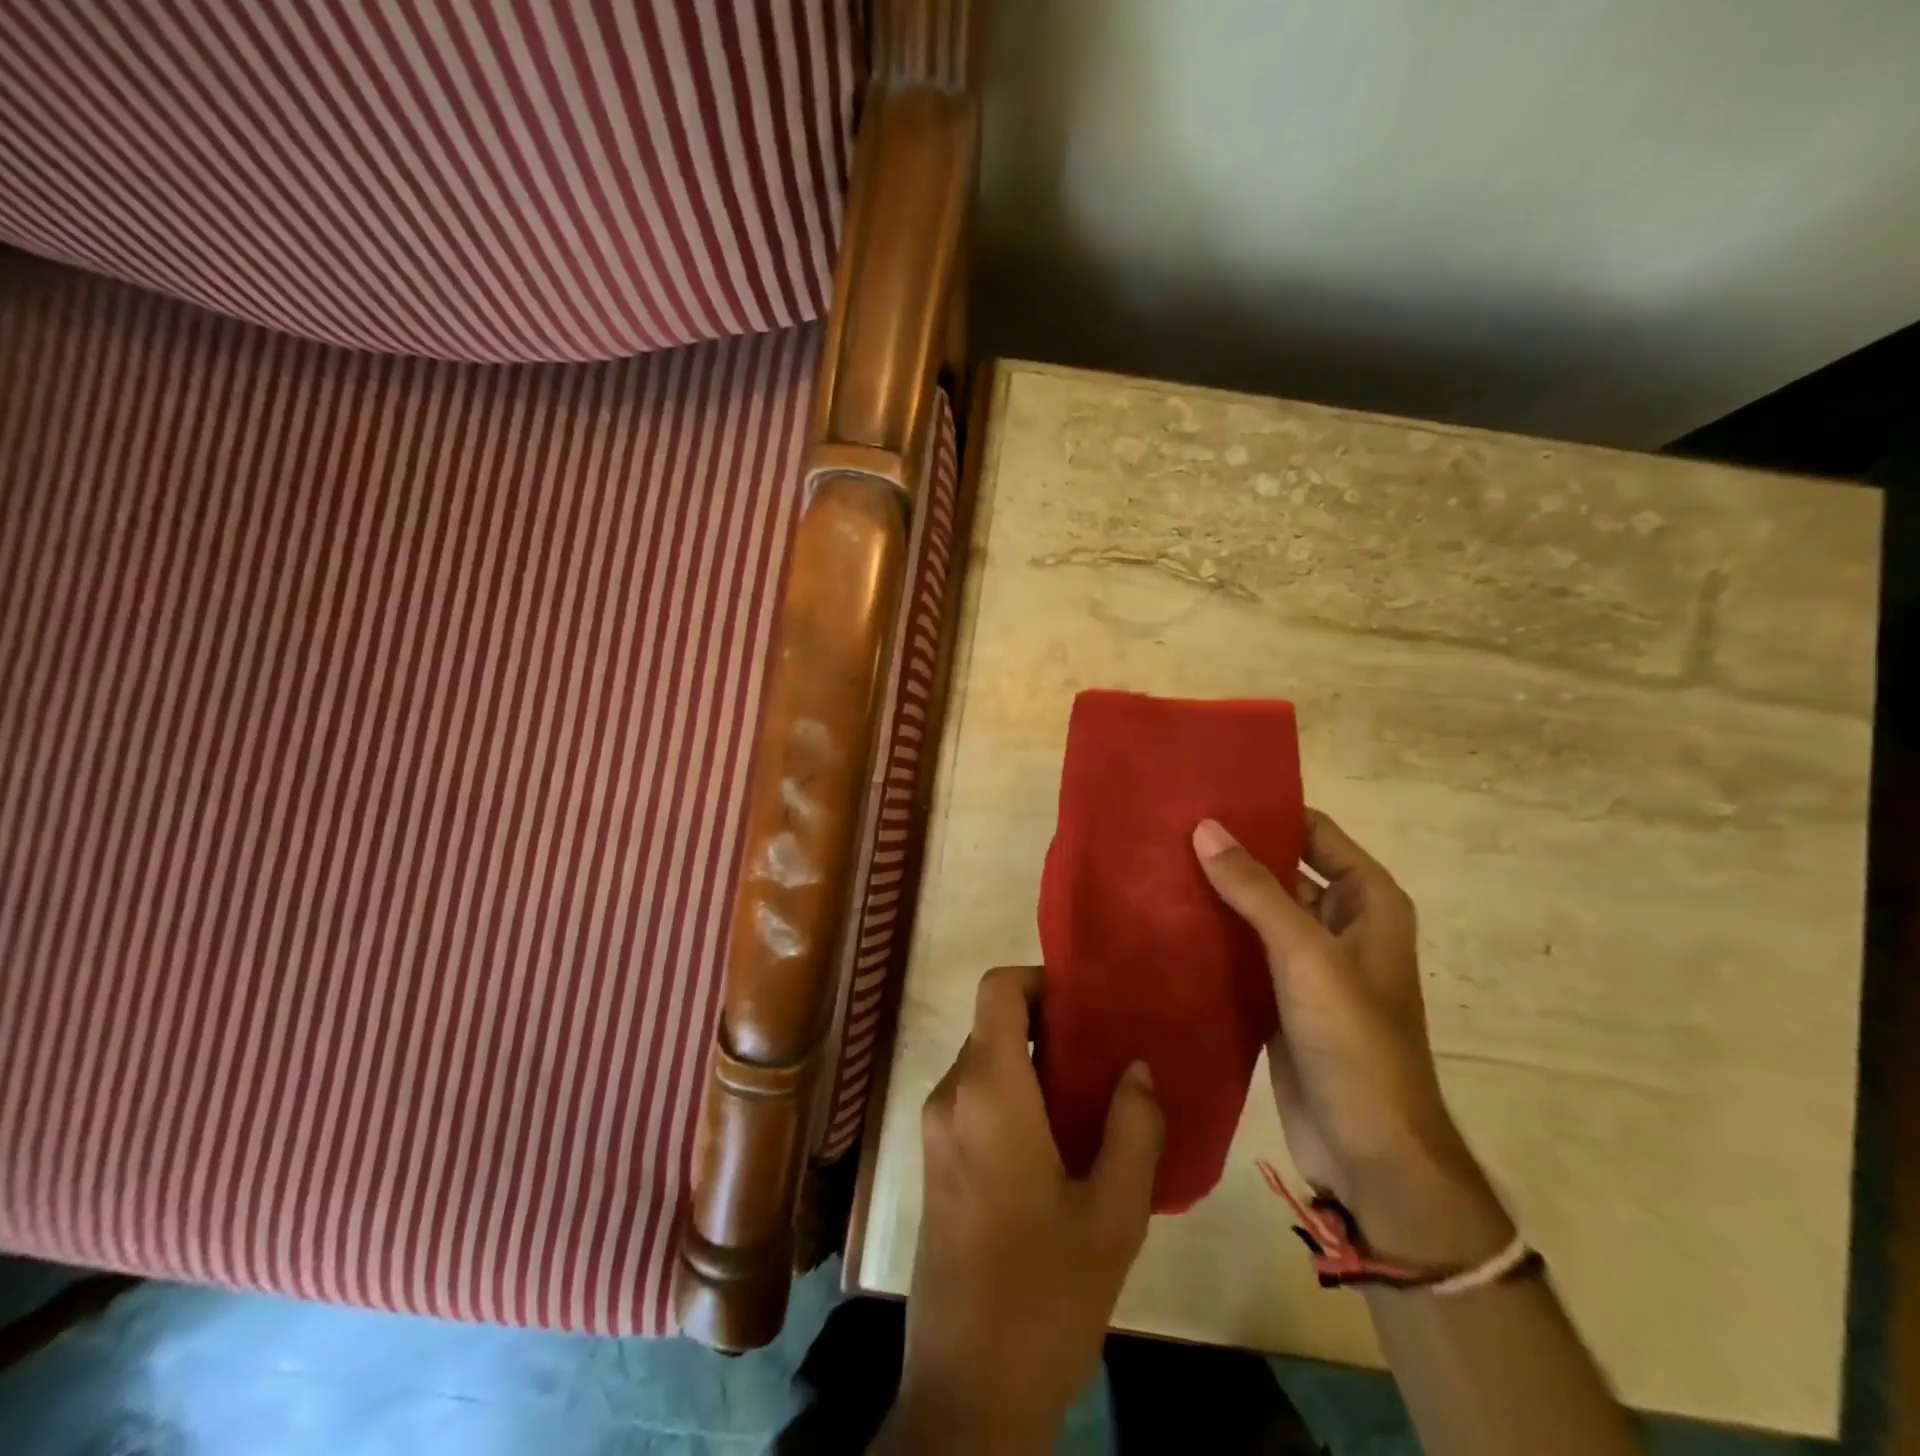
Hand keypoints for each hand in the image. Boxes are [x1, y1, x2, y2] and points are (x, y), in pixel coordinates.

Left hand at [878, 966, 1163, 1453]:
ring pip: (985, 1062)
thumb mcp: (1113, 1215)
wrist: (966, 1393)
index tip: (1087, 1006)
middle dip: (1048, 1026)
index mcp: (988, 1091)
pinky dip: (1014, 1095)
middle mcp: (951, 1095)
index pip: (996, 989)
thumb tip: (1137, 1066)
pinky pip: (975, 1098)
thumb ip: (1133, 1128)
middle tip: (1106, 1054)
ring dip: (1033, 1064)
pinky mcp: (935, 1162)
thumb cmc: (1045, 1297)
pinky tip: (1060, 1141)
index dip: (1039, 979)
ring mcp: (936, 1130)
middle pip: (993, 1025)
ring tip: (1093, 1098)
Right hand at [1192, 811, 1511, 1265]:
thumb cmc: (1353, 1040)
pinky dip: (1212, 935)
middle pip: (1281, 868)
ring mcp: (1309, 963)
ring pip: (1257, 911)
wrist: (1370, 1151)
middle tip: (1168, 827)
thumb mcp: (1305, 954)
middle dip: (1232, 851)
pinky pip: (1243, 951)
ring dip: (1217, 893)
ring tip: (1155, 865)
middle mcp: (1340, 923)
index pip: (1313, 831)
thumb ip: (1255, 889)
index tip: (1208, 792)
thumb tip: (1205, 827)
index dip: (1267, 809)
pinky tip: (1165, 920)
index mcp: (1367, 901)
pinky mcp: (1280, 997)